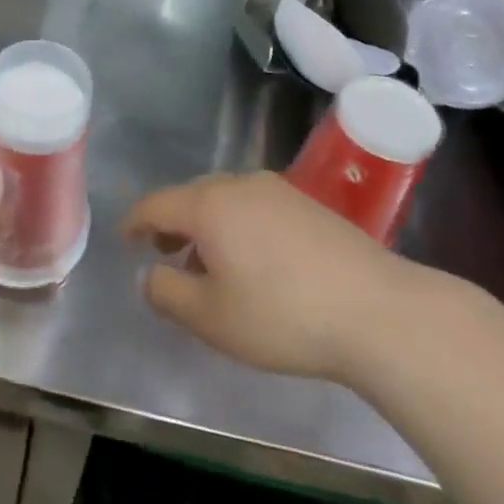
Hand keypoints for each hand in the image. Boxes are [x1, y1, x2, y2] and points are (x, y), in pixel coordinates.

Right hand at [122, 171, 431, 383]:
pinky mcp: (309, 205)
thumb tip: (152, 275)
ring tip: (209, 266)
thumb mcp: (210, 318)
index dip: (135, 221)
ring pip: (226, 201)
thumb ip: (167, 293)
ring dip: (207, 227)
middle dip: (172, 224)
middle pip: (191, 197)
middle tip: (165, 255)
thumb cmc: (282, 315)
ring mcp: (278, 191)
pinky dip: (239, 227)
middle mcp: (239, 185)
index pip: (156, 204)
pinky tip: (254, 262)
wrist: (378, 311)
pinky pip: (256, 208)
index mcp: (208, 206)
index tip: (125, 239)